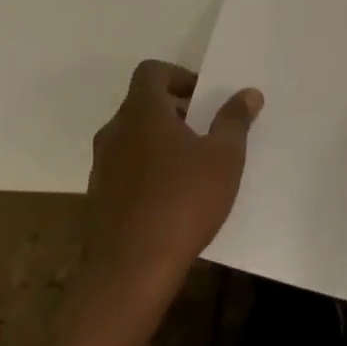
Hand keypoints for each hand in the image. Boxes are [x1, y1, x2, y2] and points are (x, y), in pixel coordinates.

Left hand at [81, 60, 262, 305]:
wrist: (129, 273)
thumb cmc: (182, 201)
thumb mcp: (224, 157)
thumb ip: (235, 120)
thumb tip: (248, 93)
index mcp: (142, 111)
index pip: (151, 72)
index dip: (178, 76)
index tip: (203, 97)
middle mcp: (115, 132)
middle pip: (142, 105)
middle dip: (174, 111)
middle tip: (205, 130)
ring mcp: (101, 167)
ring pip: (132, 139)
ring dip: (160, 143)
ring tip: (191, 167)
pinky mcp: (98, 200)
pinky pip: (125, 170)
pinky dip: (147, 172)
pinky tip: (172, 199)